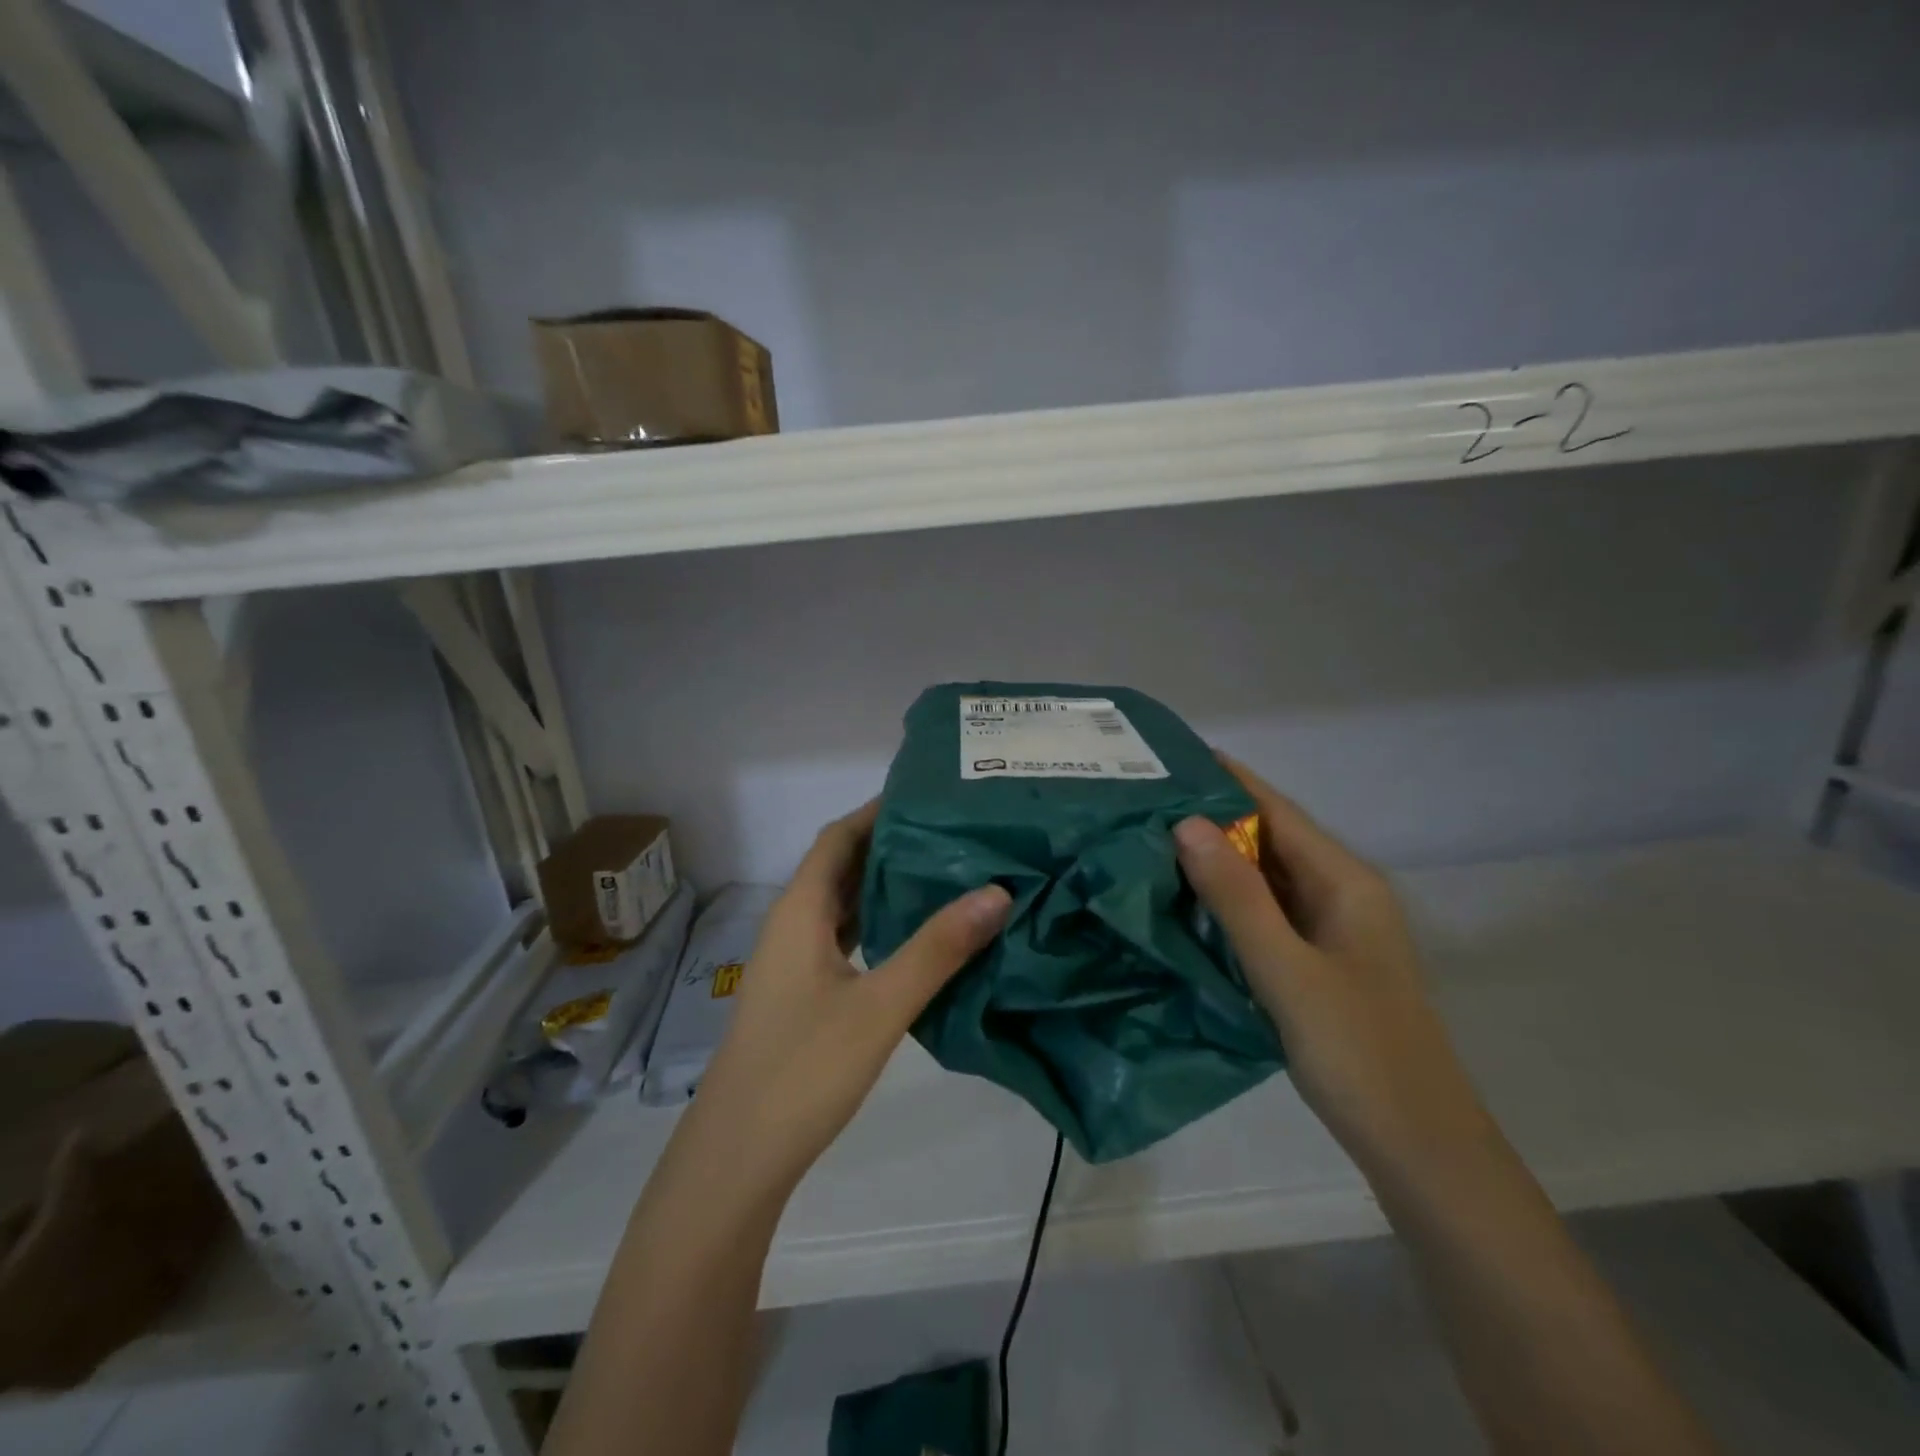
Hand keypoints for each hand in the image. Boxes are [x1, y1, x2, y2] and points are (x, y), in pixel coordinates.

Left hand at [678, 801, 1011, 1201]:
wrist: (738, 1156)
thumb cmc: (804, 1069)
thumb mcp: (880, 1006)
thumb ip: (937, 949)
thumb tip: (996, 891)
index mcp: (800, 911)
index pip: (838, 837)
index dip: (877, 810)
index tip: (928, 796)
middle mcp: (792, 924)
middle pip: (840, 866)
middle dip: (889, 844)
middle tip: (951, 831)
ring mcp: (794, 961)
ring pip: (842, 904)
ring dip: (883, 885)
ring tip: (943, 872)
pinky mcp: (802, 993)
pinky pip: (843, 938)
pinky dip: (876, 924)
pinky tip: (913, 936)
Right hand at [1174, 757, 1496, 1180]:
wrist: (1418, 1147)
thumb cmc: (1357, 1051)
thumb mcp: (1287, 971)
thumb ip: (1237, 896)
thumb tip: (1186, 823)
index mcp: (1344, 881)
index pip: (1276, 810)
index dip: (1225, 780)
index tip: (1168, 759)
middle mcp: (1340, 893)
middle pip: (1269, 838)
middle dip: (1210, 818)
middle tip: (1141, 803)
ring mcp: (1330, 929)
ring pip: (1265, 877)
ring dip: (1215, 859)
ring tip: (1148, 841)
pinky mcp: (1317, 961)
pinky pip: (1265, 913)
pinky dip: (1227, 900)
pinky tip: (1184, 901)